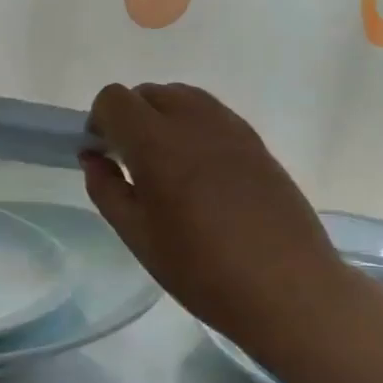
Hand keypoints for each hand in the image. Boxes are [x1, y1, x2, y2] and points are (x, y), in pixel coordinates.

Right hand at [81, 83, 362, 357]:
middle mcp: (193, 122)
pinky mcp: (257, 142)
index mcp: (156, 144)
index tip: (101, 155)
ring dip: (162, 117)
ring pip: (183, 97)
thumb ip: (106, 190)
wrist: (288, 289)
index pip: (114, 100)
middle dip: (129, 117)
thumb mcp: (137, 236)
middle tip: (130, 162)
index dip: (98, 122)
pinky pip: (212, 114)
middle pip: (148, 92)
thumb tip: (94, 159)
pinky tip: (200, 173)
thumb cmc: (201, 270)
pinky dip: (193, 127)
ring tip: (166, 165)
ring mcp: (231, 128)